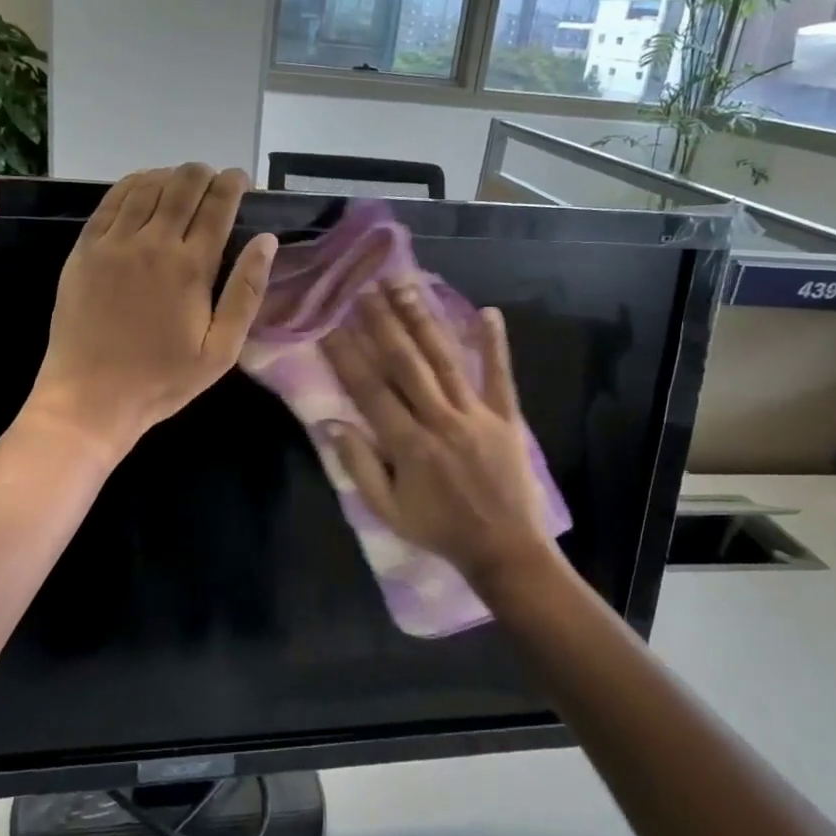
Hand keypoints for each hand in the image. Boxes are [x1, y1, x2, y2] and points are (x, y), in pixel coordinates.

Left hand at [26, 164, 277, 459]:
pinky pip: (111, 201)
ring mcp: (114, 243)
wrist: (90, 396)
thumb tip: (267, 241)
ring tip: (182, 180)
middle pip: (182, 186)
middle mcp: (153, 243)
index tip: (241, 179)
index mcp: (191, 267)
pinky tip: (143, 186)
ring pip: (146, 186)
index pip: (217, 206)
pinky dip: (132, 184)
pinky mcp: (85, 249)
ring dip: (170, 175)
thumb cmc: (162, 379)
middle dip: (204, 174)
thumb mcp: (220, 350)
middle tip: (214, 179)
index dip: (232, 185)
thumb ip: (246, 292)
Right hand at [322, 284, 552, 585]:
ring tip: (404, 286)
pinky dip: (495, 345)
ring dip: (423, 321)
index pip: (370, 389)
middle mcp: (440, 420)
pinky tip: (489, 312)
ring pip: (445, 359)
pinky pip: (500, 376)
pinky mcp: (506, 417)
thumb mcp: (387, 510)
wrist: (504, 549)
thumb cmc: (438, 529)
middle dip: (382, 323)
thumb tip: (331, 423)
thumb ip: (358, 466)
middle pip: (406, 363)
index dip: (346, 355)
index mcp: (408, 444)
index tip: (329, 324)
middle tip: (364, 289)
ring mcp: (476, 415)